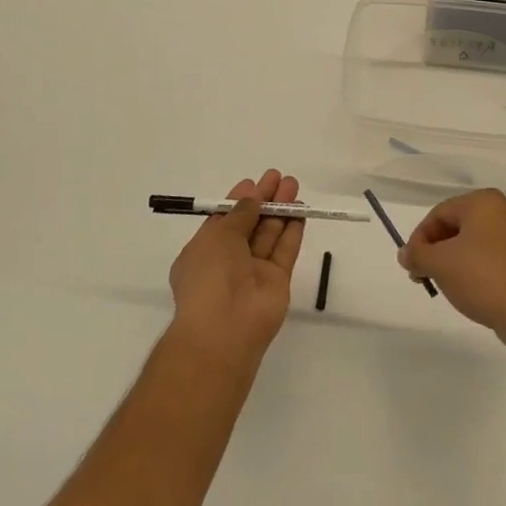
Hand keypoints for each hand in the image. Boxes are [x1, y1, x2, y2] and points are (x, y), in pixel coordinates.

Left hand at [168, 170, 303, 364]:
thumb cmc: (210, 275)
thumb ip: (239, 214)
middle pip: (250, 223)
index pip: (224, 220)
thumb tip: (251, 197)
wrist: (225, 327)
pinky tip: (300, 211)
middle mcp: (229, 260)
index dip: (239, 200)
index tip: (254, 182)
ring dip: (281, 210)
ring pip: (269, 234)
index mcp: (205, 250)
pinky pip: (285, 250)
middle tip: (279, 177)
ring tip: (293, 185)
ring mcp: (254, 271)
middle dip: (264, 200)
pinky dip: (292, 230)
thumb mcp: (218, 236)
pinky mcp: (277, 281)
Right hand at [398, 189, 505, 354]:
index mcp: (485, 202)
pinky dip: (482, 270)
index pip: (440, 213)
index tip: (411, 264)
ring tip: (449, 286)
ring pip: (480, 243)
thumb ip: (417, 254)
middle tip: (426, 275)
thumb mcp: (439, 264)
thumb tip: (406, 253)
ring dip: (458, 261)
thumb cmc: (483, 279)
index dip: (419, 238)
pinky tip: (477, 292)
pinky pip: (499, 258)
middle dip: (438, 250)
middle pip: (460, 226)